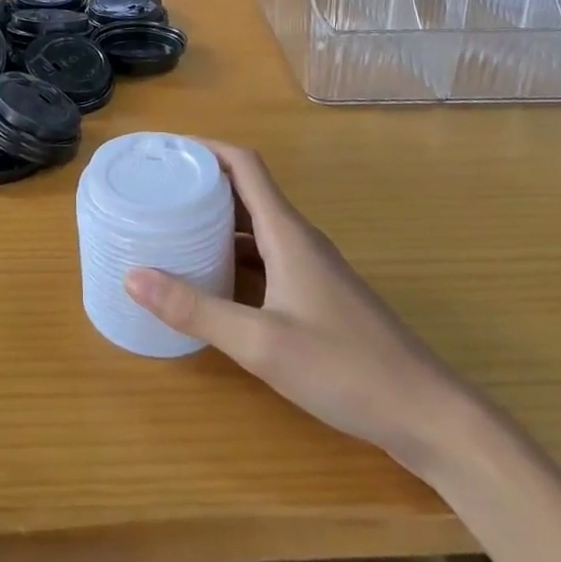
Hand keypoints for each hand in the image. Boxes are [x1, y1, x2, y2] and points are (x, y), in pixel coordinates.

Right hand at [125, 141, 467, 476]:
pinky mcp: (317, 295)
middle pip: (246, 190)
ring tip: (173, 225)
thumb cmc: (345, 368)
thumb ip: (196, 309)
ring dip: (217, 219)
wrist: (427, 414)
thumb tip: (133, 275)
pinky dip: (234, 254)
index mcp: (287, 231)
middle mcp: (298, 238)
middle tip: (157, 188)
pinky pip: (266, 256)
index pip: (244, 164)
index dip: (205, 147)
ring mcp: (310, 267)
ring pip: (255, 226)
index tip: (166, 149)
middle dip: (202, 182)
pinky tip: (212, 278)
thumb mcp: (261, 343)